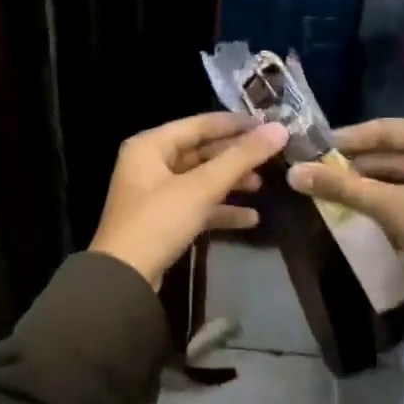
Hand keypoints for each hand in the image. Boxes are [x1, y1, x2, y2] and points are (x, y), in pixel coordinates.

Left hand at [90, 113, 289, 286]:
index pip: (198, 124)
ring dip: (230, 183)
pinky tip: (251, 218)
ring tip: (263, 186)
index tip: (269, 124)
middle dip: (235, 156)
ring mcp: (155, 193)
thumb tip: (279, 129)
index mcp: (150, 145)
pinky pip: (196, 205)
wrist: (124, 280)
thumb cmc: (158, 221)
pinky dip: (220, 209)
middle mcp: (149, 163)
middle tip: (272, 157)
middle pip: (200, 151)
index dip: (234, 124)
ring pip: (200, 180)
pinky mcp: (162, 220)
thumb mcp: (201, 187)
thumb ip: (240, 158)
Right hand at [288, 119, 403, 326]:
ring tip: (334, 191)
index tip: (312, 147)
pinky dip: (395, 196)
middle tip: (318, 172)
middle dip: (358, 164)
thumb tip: (294, 173)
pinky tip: (366, 207)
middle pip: (397, 150)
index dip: (346, 139)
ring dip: (374, 183)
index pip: (386, 129)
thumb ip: (343, 188)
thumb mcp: (394, 210)